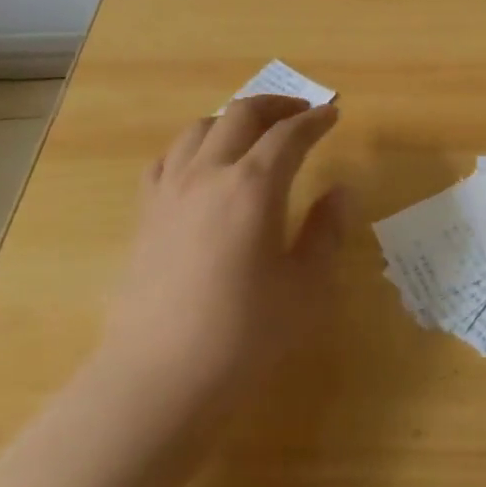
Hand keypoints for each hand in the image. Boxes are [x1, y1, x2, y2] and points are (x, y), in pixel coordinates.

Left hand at [105, 96, 343, 401]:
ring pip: (201, 128)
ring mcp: (171, 190)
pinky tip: (202, 166)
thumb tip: (340, 191)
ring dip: (233, 120)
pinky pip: (169, 158)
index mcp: (254, 186)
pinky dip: (193, 147)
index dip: (315, 121)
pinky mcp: (145, 214)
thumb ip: (326, 231)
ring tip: (253, 134)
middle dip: (275, 106)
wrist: (157, 380)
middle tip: (300, 114)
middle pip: (242, 114)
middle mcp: (210, 173)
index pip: (290, 135)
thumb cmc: (243, 336)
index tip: (332, 115)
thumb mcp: (305, 288)